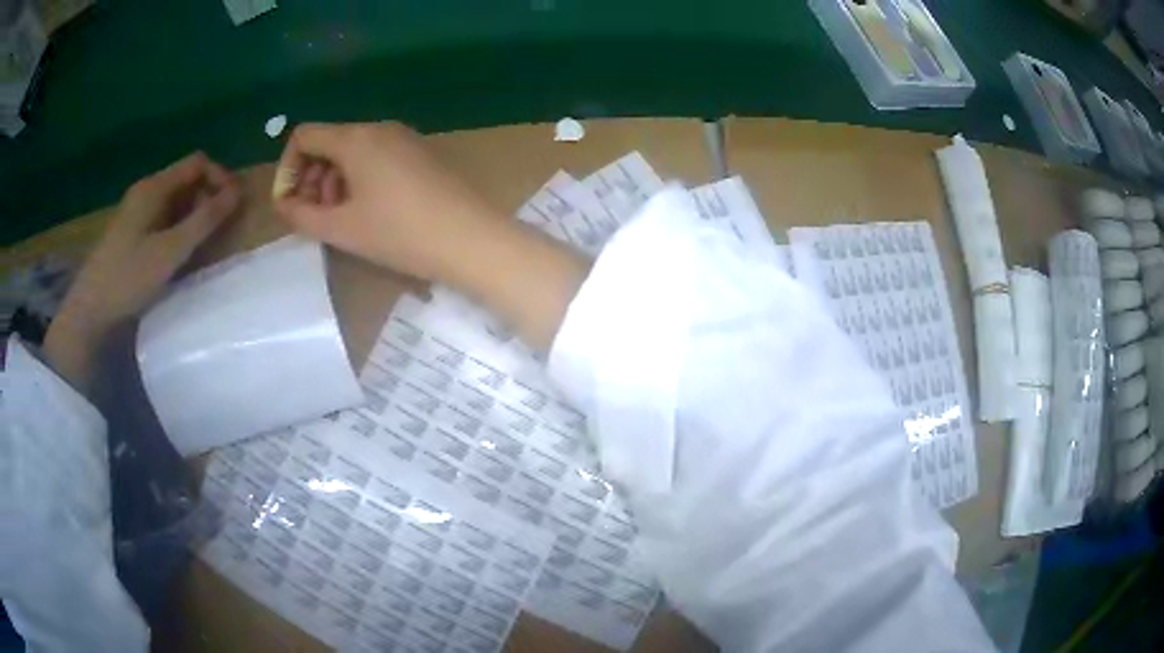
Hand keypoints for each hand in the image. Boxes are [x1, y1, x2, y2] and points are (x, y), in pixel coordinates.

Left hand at [44, 152, 240, 388]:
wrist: (90, 311)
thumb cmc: (129, 278)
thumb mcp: (170, 251)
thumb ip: (204, 221)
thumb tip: (238, 192)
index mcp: (154, 187)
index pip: (198, 163)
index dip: (220, 178)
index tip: (233, 208)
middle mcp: (146, 191)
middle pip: (187, 180)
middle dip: (207, 200)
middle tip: (217, 233)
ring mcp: (136, 212)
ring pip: (175, 202)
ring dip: (193, 217)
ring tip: (200, 247)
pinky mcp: (131, 233)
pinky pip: (163, 219)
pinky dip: (177, 230)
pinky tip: (177, 255)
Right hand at [273, 122, 507, 281]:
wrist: (470, 239)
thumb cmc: (399, 233)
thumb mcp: (341, 228)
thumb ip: (301, 214)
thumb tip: (282, 203)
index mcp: (355, 138)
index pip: (304, 135)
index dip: (288, 167)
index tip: (290, 202)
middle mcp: (379, 128)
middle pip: (329, 141)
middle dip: (312, 177)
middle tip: (315, 215)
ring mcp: (404, 138)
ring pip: (353, 151)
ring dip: (335, 181)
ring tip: (341, 218)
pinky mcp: (421, 153)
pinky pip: (377, 157)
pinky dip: (360, 179)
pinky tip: (369, 211)